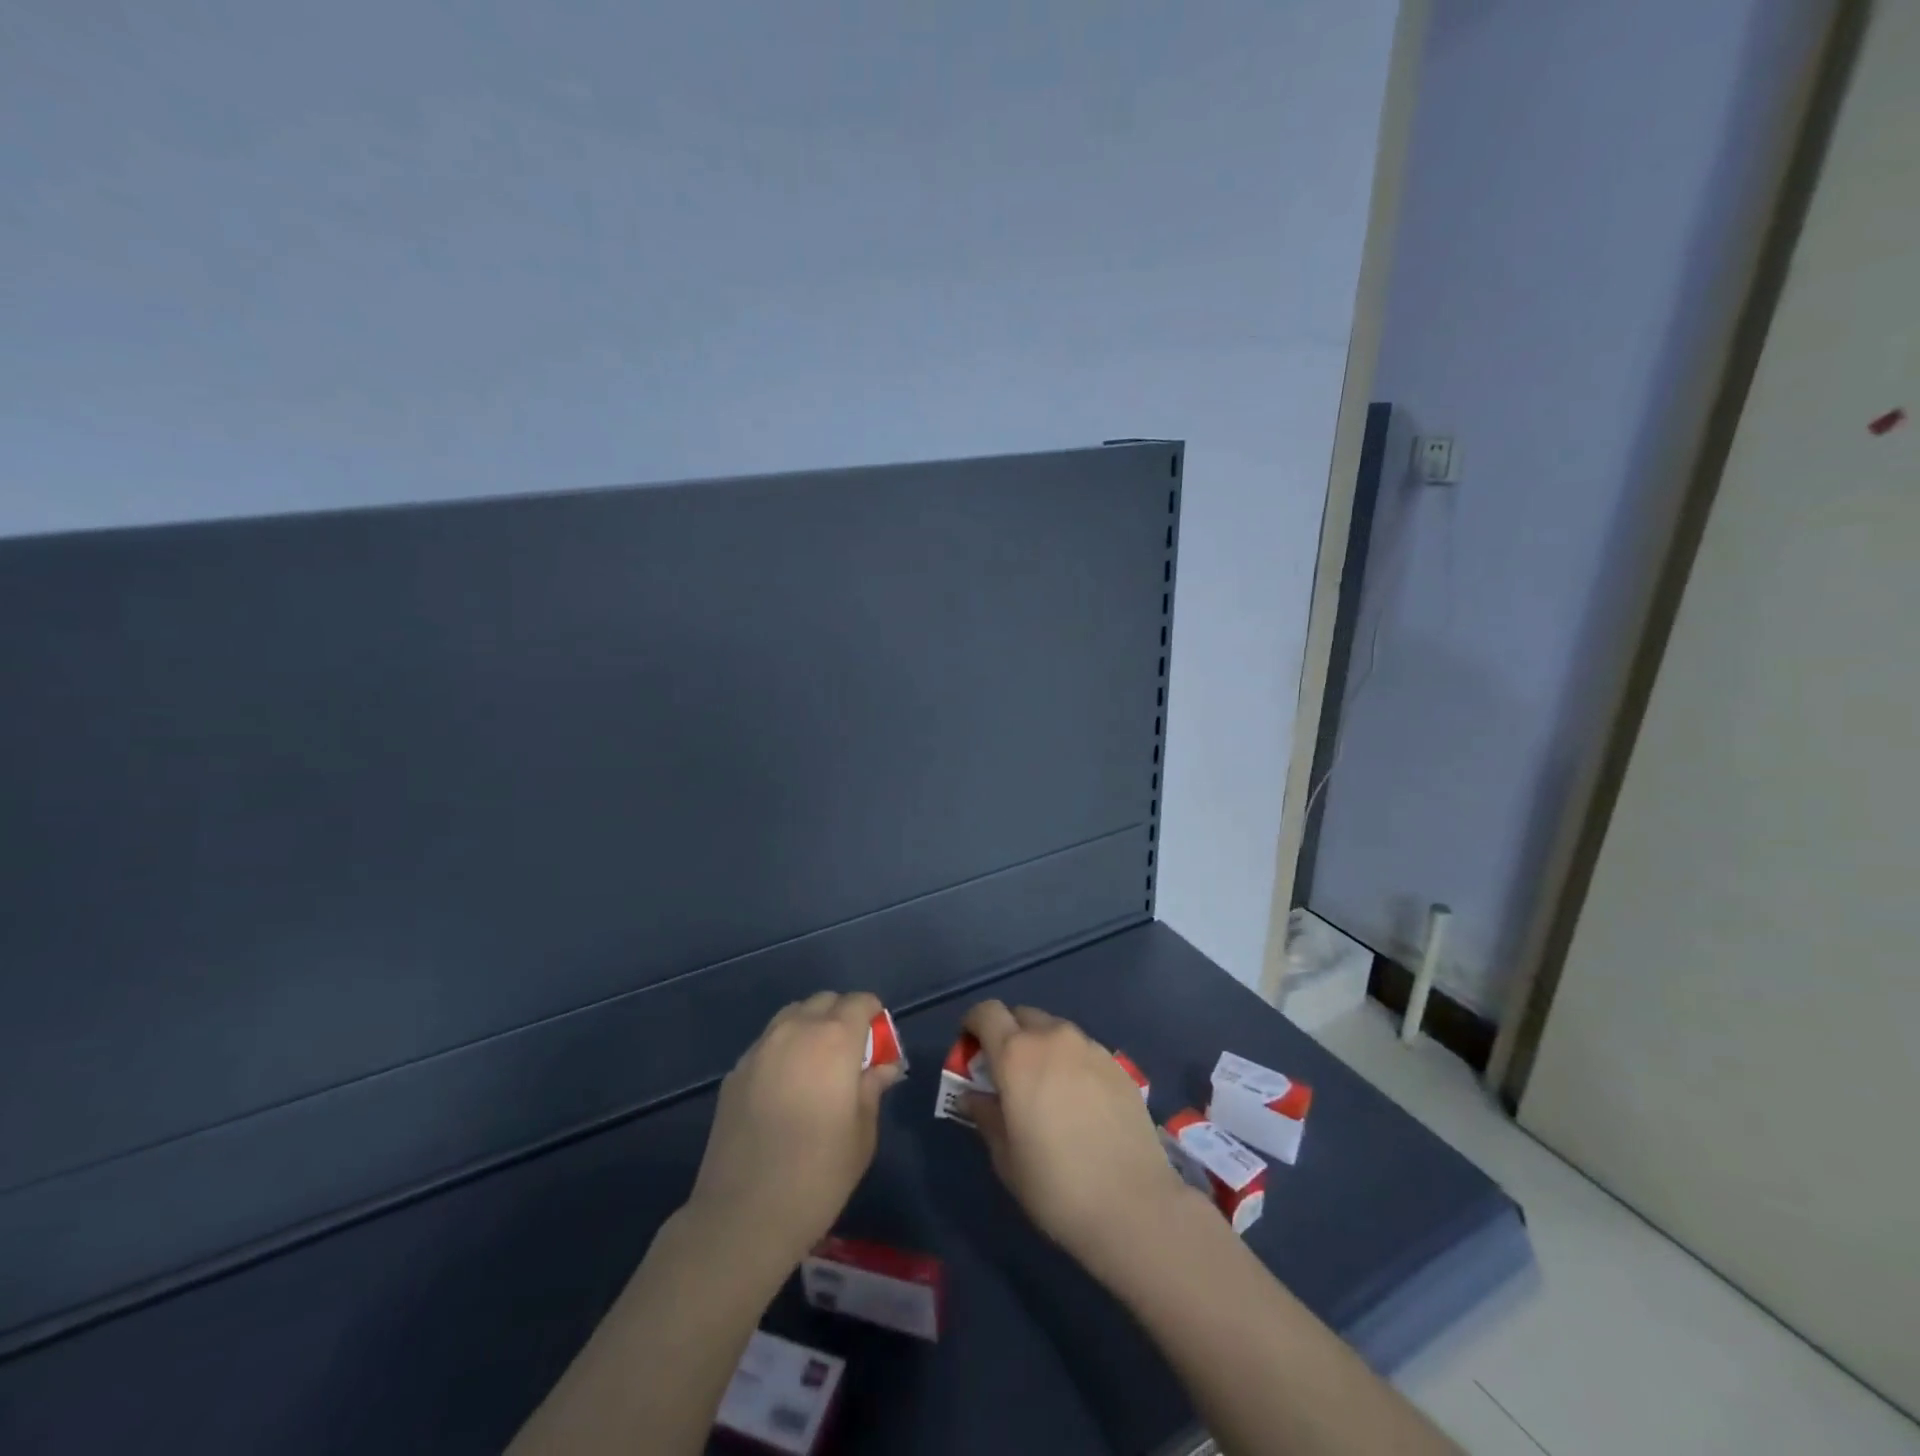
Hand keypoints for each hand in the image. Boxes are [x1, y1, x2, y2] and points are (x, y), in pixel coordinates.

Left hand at [685, 991, 903, 1270]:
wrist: (743, 1215)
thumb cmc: (818, 1175)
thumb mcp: (862, 1134)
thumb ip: (873, 1089)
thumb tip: (883, 1067)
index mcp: (834, 1039)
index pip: (860, 1002)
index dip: (873, 1015)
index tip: (879, 1042)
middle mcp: (795, 1030)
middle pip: (824, 1001)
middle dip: (842, 1016)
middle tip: (851, 1055)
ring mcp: (760, 1048)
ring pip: (792, 1016)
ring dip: (810, 1027)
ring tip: (817, 1066)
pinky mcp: (735, 1072)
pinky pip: (767, 1043)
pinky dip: (783, 1049)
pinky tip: (785, 1088)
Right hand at [962, 1000, 1188, 1267]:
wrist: (1133, 1205)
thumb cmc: (1055, 1184)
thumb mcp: (1005, 1157)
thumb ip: (986, 1115)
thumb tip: (973, 1096)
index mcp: (1016, 1054)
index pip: (987, 1012)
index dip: (974, 1025)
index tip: (971, 1050)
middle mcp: (1052, 1038)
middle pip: (1022, 1016)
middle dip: (1009, 1035)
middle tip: (1008, 1074)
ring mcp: (1090, 1047)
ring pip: (1055, 1031)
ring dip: (1042, 1048)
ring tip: (1047, 1089)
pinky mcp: (1118, 1064)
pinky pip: (1083, 1050)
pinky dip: (1071, 1062)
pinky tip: (1080, 1102)